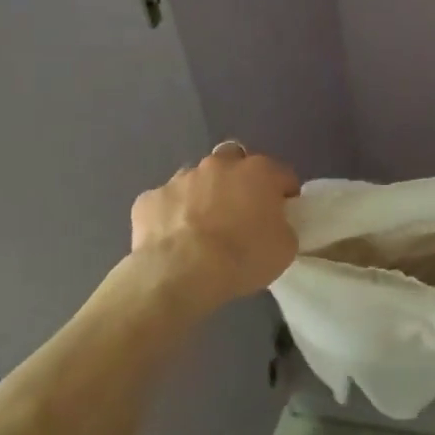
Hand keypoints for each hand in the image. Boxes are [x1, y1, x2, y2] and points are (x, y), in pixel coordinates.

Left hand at [129, 142, 300, 309]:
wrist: (180, 274)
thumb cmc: (242, 257)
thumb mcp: (284, 248)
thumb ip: (282, 226)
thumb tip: (273, 224)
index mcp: (258, 172)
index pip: (282, 174)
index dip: (285, 193)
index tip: (283, 214)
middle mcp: (219, 165)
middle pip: (235, 161)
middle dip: (239, 180)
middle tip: (240, 211)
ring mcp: (180, 178)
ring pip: (197, 179)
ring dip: (203, 195)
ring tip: (202, 227)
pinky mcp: (149, 198)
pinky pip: (166, 202)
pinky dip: (171, 215)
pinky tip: (172, 239)